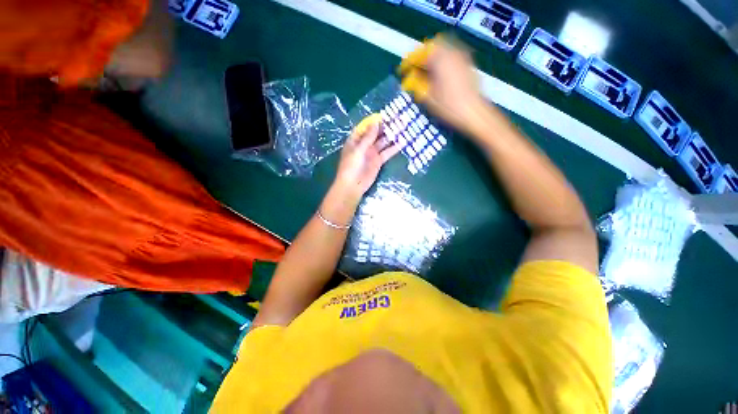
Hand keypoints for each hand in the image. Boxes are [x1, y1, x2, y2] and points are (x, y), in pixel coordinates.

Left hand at [333, 119, 400, 201]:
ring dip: (391, 136)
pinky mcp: (378, 161)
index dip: (374, 121)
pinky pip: (387, 153)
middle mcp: (364, 145)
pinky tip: (402, 142)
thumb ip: (368, 137)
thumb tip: (376, 123)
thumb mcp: (358, 150)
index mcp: (355, 140)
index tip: (384, 115)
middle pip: (375, 134)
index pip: (365, 128)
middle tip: (397, 119)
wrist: (353, 185)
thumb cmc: (351, 166)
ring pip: (382, 142)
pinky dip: (394, 148)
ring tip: (402, 128)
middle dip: (385, 127)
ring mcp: (372, 153)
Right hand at [416, 39, 488, 134]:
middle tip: (414, 69)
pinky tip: (439, 75)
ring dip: (432, 58)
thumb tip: (408, 79)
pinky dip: (442, 61)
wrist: (475, 113)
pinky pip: (452, 55)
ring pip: (443, 49)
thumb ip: (417, 85)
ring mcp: (462, 57)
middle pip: (432, 46)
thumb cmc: (450, 107)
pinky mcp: (468, 64)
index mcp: (440, 59)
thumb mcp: (429, 98)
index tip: (402, 71)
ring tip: (425, 73)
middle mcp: (452, 52)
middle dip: (421, 56)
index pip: (420, 53)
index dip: (409, 61)